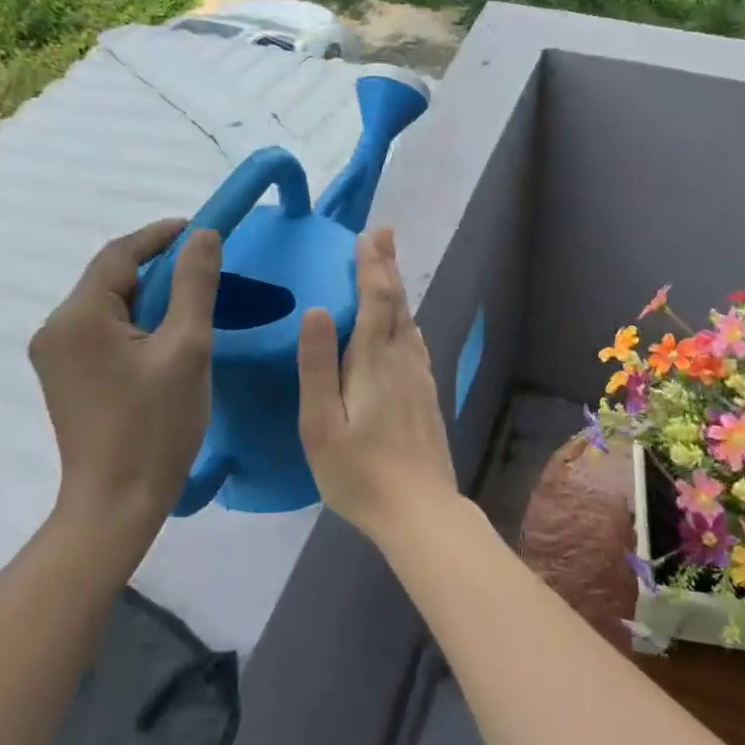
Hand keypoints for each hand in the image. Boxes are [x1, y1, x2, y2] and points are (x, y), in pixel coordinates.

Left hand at [30, 219, 221, 545]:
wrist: (116, 505)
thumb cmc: (155, 426)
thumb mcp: (187, 348)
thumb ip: (195, 285)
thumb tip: (203, 234)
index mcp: (78, 316)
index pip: (120, 254)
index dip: (161, 235)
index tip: (201, 229)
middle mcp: (55, 329)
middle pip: (110, 278)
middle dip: (157, 267)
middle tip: (204, 269)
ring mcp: (55, 356)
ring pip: (108, 305)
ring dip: (148, 296)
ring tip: (191, 303)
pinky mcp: (65, 378)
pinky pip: (102, 331)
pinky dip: (135, 322)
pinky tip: (164, 337)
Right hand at [297, 227, 457, 542]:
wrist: (420, 511)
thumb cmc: (359, 473)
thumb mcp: (322, 424)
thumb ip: (318, 366)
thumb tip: (317, 309)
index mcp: (375, 362)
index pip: (377, 300)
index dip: (372, 266)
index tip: (367, 235)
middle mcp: (404, 360)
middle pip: (398, 303)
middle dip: (388, 266)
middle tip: (384, 233)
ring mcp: (421, 378)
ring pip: (410, 321)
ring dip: (398, 289)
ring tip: (389, 268)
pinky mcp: (427, 395)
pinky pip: (416, 343)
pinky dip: (407, 319)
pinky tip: (406, 326)